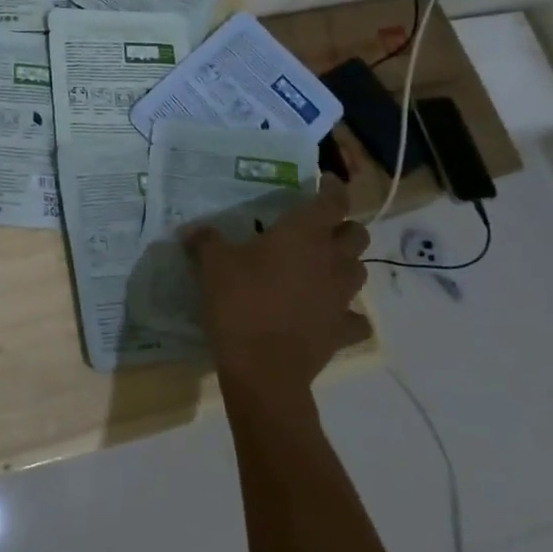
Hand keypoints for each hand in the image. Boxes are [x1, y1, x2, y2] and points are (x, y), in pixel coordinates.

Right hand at [182, 175, 369, 406]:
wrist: (263, 369)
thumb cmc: (239, 303)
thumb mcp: (212, 265)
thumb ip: (206, 241)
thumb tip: (192, 230)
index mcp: (303, 235)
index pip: (333, 201)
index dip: (333, 188)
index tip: (325, 182)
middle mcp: (330, 260)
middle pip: (357, 234)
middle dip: (344, 227)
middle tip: (320, 229)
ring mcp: (341, 298)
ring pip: (360, 272)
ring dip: (346, 265)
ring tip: (322, 267)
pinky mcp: (341, 331)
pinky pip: (355, 318)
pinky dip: (346, 313)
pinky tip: (328, 313)